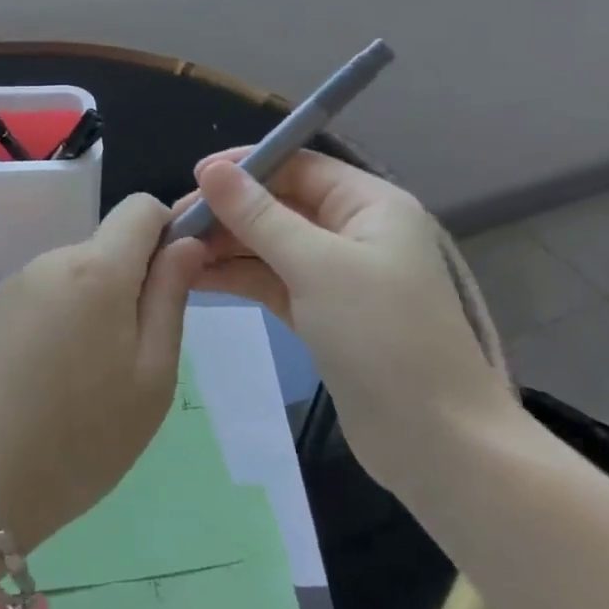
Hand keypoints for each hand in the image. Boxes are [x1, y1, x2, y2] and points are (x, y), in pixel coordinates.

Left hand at [0, 194, 207, 551]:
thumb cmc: (81, 438)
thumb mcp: (151, 376)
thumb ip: (170, 297)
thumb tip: (185, 243)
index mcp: (96, 268)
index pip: (142, 207)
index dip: (168, 233)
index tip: (173, 285)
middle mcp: (50, 260)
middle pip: (108, 246)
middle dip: (132, 284)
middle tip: (133, 358)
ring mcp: (14, 286)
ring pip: (76, 276)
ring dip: (96, 308)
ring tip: (89, 380)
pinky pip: (44, 299)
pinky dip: (62, 323)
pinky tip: (50, 383)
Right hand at [180, 150, 514, 484]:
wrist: (434, 443)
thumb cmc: (381, 337)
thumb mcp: (316, 266)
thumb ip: (259, 216)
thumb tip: (211, 170)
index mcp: (369, 205)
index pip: (298, 166)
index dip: (246, 167)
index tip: (194, 179)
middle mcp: (354, 231)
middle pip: (280, 204)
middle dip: (229, 211)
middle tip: (174, 227)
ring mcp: (338, 275)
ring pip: (272, 245)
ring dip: (227, 246)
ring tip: (175, 254)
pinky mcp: (323, 313)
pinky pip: (273, 280)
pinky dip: (239, 277)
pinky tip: (196, 278)